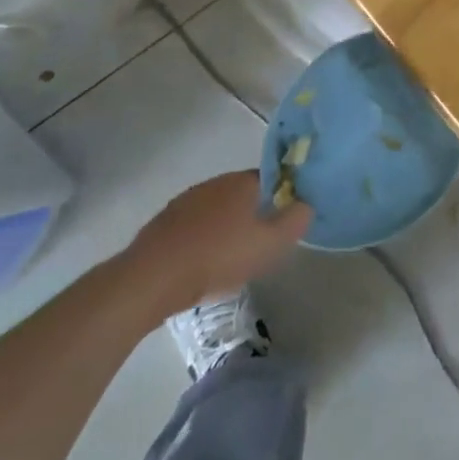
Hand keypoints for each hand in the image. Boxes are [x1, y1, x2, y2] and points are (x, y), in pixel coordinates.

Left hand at [125, 170, 311, 315]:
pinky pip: (192, 226)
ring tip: (227, 259)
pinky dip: (200, 239)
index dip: (280, 199)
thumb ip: (295, 221)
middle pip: (243, 194)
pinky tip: (199, 264)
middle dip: (252, 214)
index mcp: (243, 181)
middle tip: (257, 244)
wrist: (151, 279)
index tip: (281, 223)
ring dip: (224, 227)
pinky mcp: (163, 223)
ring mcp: (186, 201)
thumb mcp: (270, 244)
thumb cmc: (218, 257)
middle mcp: (216, 182)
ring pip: (216, 210)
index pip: (272, 180)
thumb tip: (307, 204)